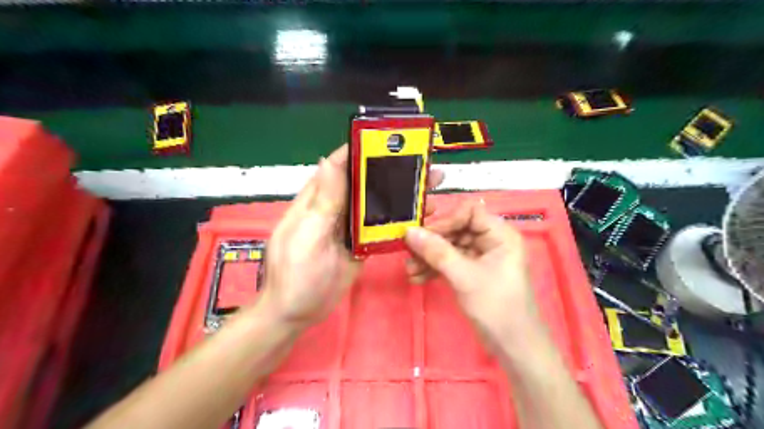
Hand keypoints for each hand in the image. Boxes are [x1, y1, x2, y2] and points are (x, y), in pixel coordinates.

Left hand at [257, 146, 445, 330]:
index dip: (362, 150)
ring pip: (377, 204)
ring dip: (401, 196)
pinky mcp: (361, 244)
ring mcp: (350, 227)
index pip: (340, 165)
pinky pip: (381, 227)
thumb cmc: (296, 273)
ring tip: (431, 190)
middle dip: (393, 172)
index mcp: (318, 199)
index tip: (391, 140)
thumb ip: (323, 201)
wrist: (296, 313)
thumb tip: (329, 159)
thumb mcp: (307, 235)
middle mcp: (336, 207)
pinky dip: (399, 221)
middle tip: (425, 166)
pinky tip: (420, 219)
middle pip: (365, 183)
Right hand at [403, 201, 539, 348]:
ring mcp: (480, 257)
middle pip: (456, 229)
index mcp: (500, 234)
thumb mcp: (465, 277)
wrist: (513, 347)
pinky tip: (416, 278)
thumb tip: (409, 232)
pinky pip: (450, 262)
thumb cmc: (496, 307)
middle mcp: (491, 241)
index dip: (446, 220)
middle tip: (409, 253)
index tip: (423, 234)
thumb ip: (436, 252)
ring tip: (409, 270)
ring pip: (450, 247)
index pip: (469, 212)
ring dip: (429, 257)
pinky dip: (434, 268)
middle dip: (432, 242)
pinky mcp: (472, 272)